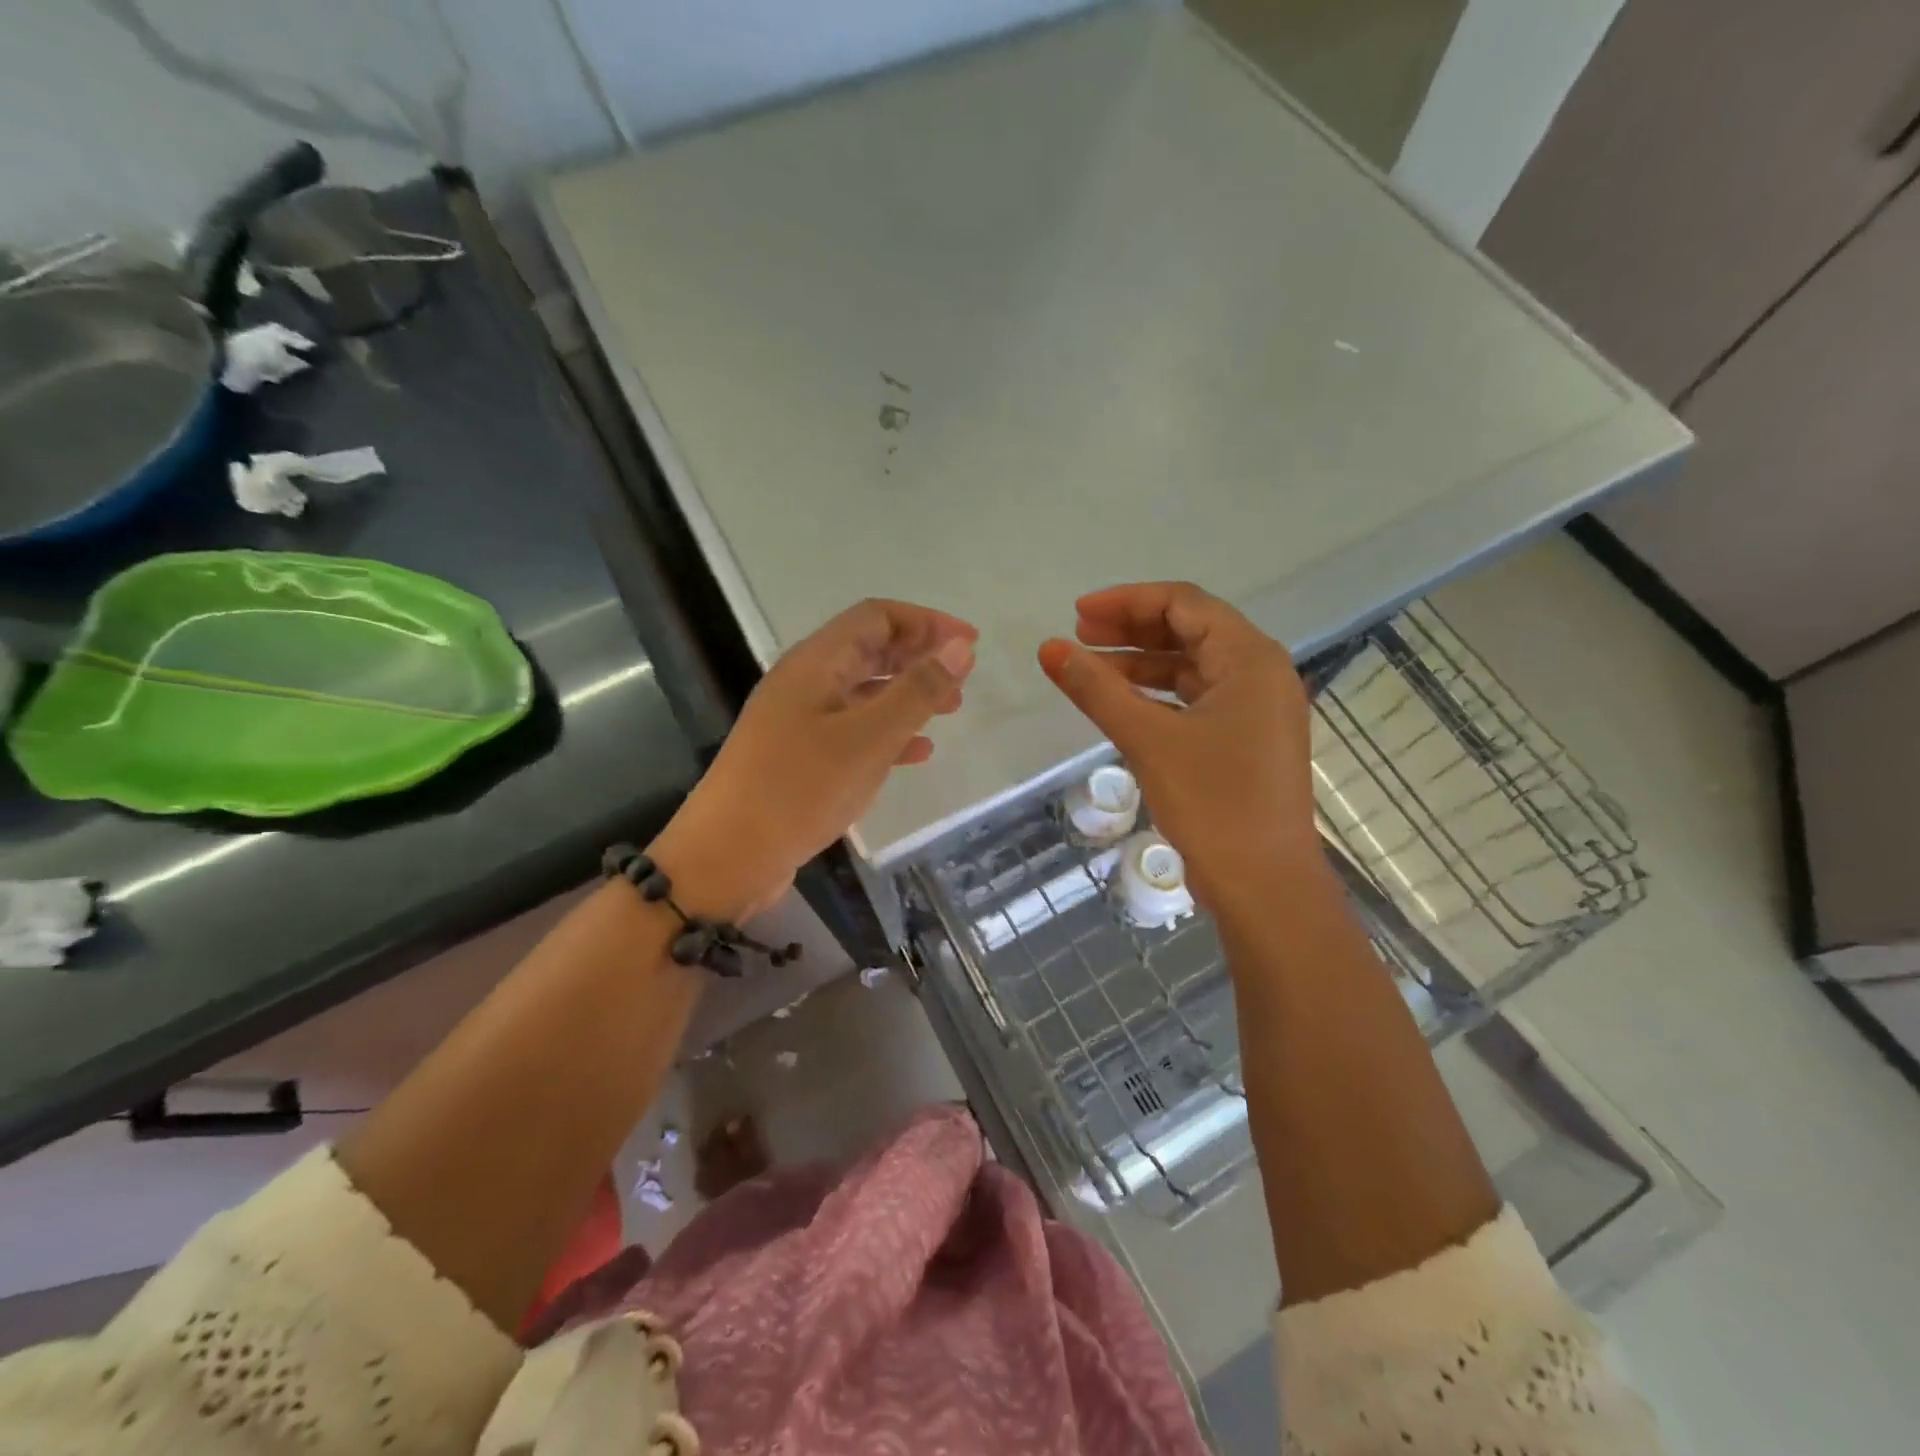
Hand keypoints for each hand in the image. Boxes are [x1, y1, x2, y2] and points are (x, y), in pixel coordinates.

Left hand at [652, 598, 976, 919]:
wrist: (725, 857)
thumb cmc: (798, 789)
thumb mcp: (868, 739)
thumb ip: (917, 691)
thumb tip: (960, 647)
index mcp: (816, 663)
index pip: (877, 617)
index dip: (926, 622)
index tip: (969, 644)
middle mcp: (805, 682)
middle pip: (869, 649)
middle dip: (919, 656)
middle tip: (962, 678)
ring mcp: (799, 720)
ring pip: (864, 691)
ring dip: (907, 694)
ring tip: (950, 711)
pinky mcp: (799, 757)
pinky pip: (852, 730)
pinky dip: (888, 733)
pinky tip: (917, 754)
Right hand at [1038, 582, 1320, 909]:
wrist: (1265, 886)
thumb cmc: (1213, 804)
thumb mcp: (1148, 739)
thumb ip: (1096, 689)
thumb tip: (1049, 649)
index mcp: (1250, 659)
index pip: (1184, 604)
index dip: (1126, 602)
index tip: (1077, 615)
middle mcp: (1261, 673)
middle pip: (1189, 630)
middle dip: (1131, 629)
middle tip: (1078, 637)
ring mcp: (1257, 709)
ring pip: (1191, 667)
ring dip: (1141, 664)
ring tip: (1089, 670)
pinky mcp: (1247, 740)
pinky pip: (1197, 699)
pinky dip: (1158, 696)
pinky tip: (1122, 705)